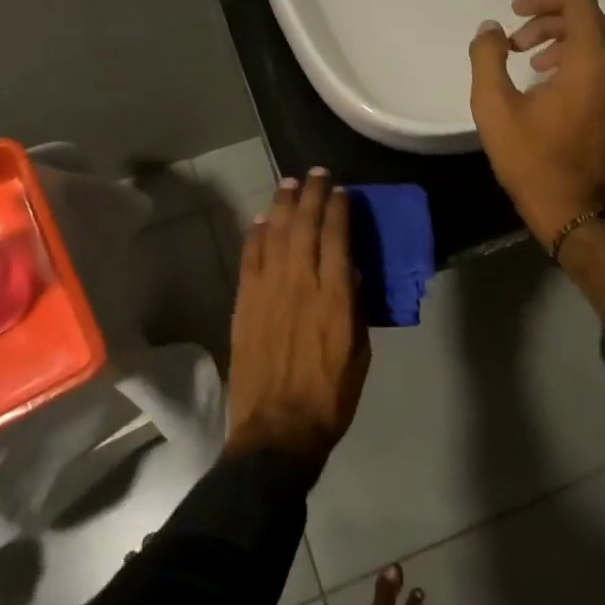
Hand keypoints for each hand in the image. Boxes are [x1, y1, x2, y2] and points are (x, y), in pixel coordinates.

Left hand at [224, 169, 370, 464]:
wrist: (277, 430)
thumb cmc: (329, 397)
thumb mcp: (359, 353)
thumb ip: (354, 308)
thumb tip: (350, 272)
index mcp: (334, 297)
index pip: (337, 238)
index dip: (339, 209)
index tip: (341, 190)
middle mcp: (300, 284)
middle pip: (305, 227)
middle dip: (312, 195)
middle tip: (316, 174)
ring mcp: (268, 291)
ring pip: (276, 235)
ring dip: (283, 205)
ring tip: (289, 183)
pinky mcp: (245, 303)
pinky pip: (250, 259)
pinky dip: (257, 235)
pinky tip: (262, 220)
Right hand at [468, 0, 604, 249]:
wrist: (574, 214)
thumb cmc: (531, 160)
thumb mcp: (493, 108)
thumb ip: (488, 58)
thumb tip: (490, 30)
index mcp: (591, 64)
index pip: (580, 3)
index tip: (516, 13)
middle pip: (593, 22)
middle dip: (553, 23)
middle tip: (519, 45)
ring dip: (570, 44)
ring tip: (537, 67)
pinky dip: (588, 65)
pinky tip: (561, 91)